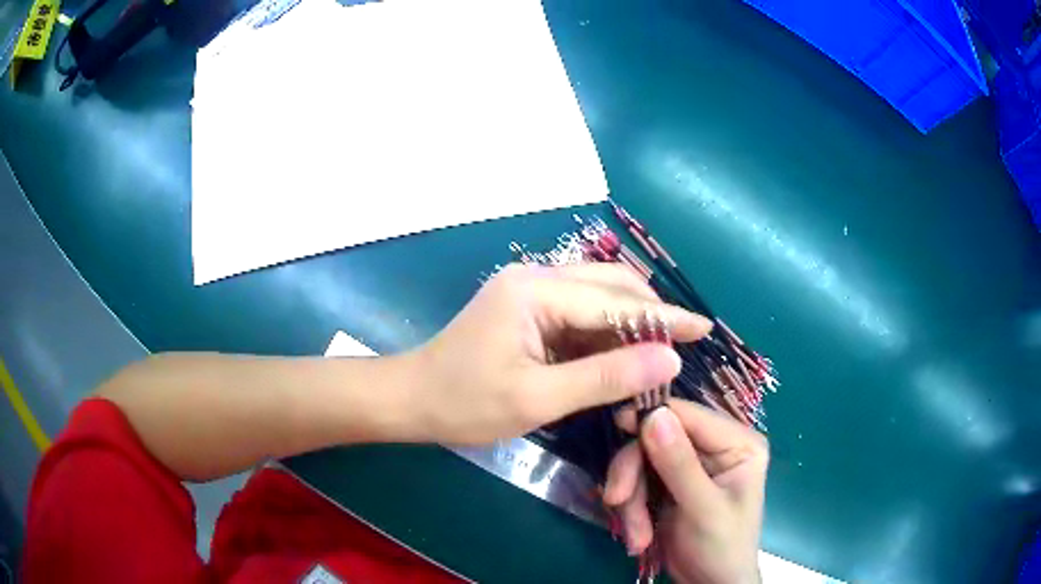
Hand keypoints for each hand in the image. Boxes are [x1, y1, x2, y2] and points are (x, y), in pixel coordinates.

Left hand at [406, 263, 712, 443]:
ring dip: (630, 323)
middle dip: (651, 314)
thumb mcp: (538, 399)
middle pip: (611, 286)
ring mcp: (531, 289)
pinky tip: (623, 354)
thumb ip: (606, 377)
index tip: (703, 328)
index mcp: (536, 292)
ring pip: (598, 297)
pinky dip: (606, 332)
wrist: (411, 399)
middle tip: (683, 345)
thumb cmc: (465, 404)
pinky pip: (580, 312)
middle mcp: (537, 277)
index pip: (616, 301)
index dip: (664, 318)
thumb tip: (669, 360)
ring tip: (661, 352)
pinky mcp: (528, 308)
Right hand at [604, 400, 768, 583]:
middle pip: (659, 437)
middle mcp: (714, 447)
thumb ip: (679, 464)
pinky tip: (638, 536)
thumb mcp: (703, 509)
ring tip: (636, 534)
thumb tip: (654, 416)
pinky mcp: (669, 484)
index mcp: (738, 443)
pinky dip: (631, 508)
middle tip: (616, 500)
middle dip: (635, 473)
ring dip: (631, 499)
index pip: (691, 415)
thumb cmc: (721, 547)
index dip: (654, 416)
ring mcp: (690, 465)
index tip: (619, 425)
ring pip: (642, 461)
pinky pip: (638, 482)